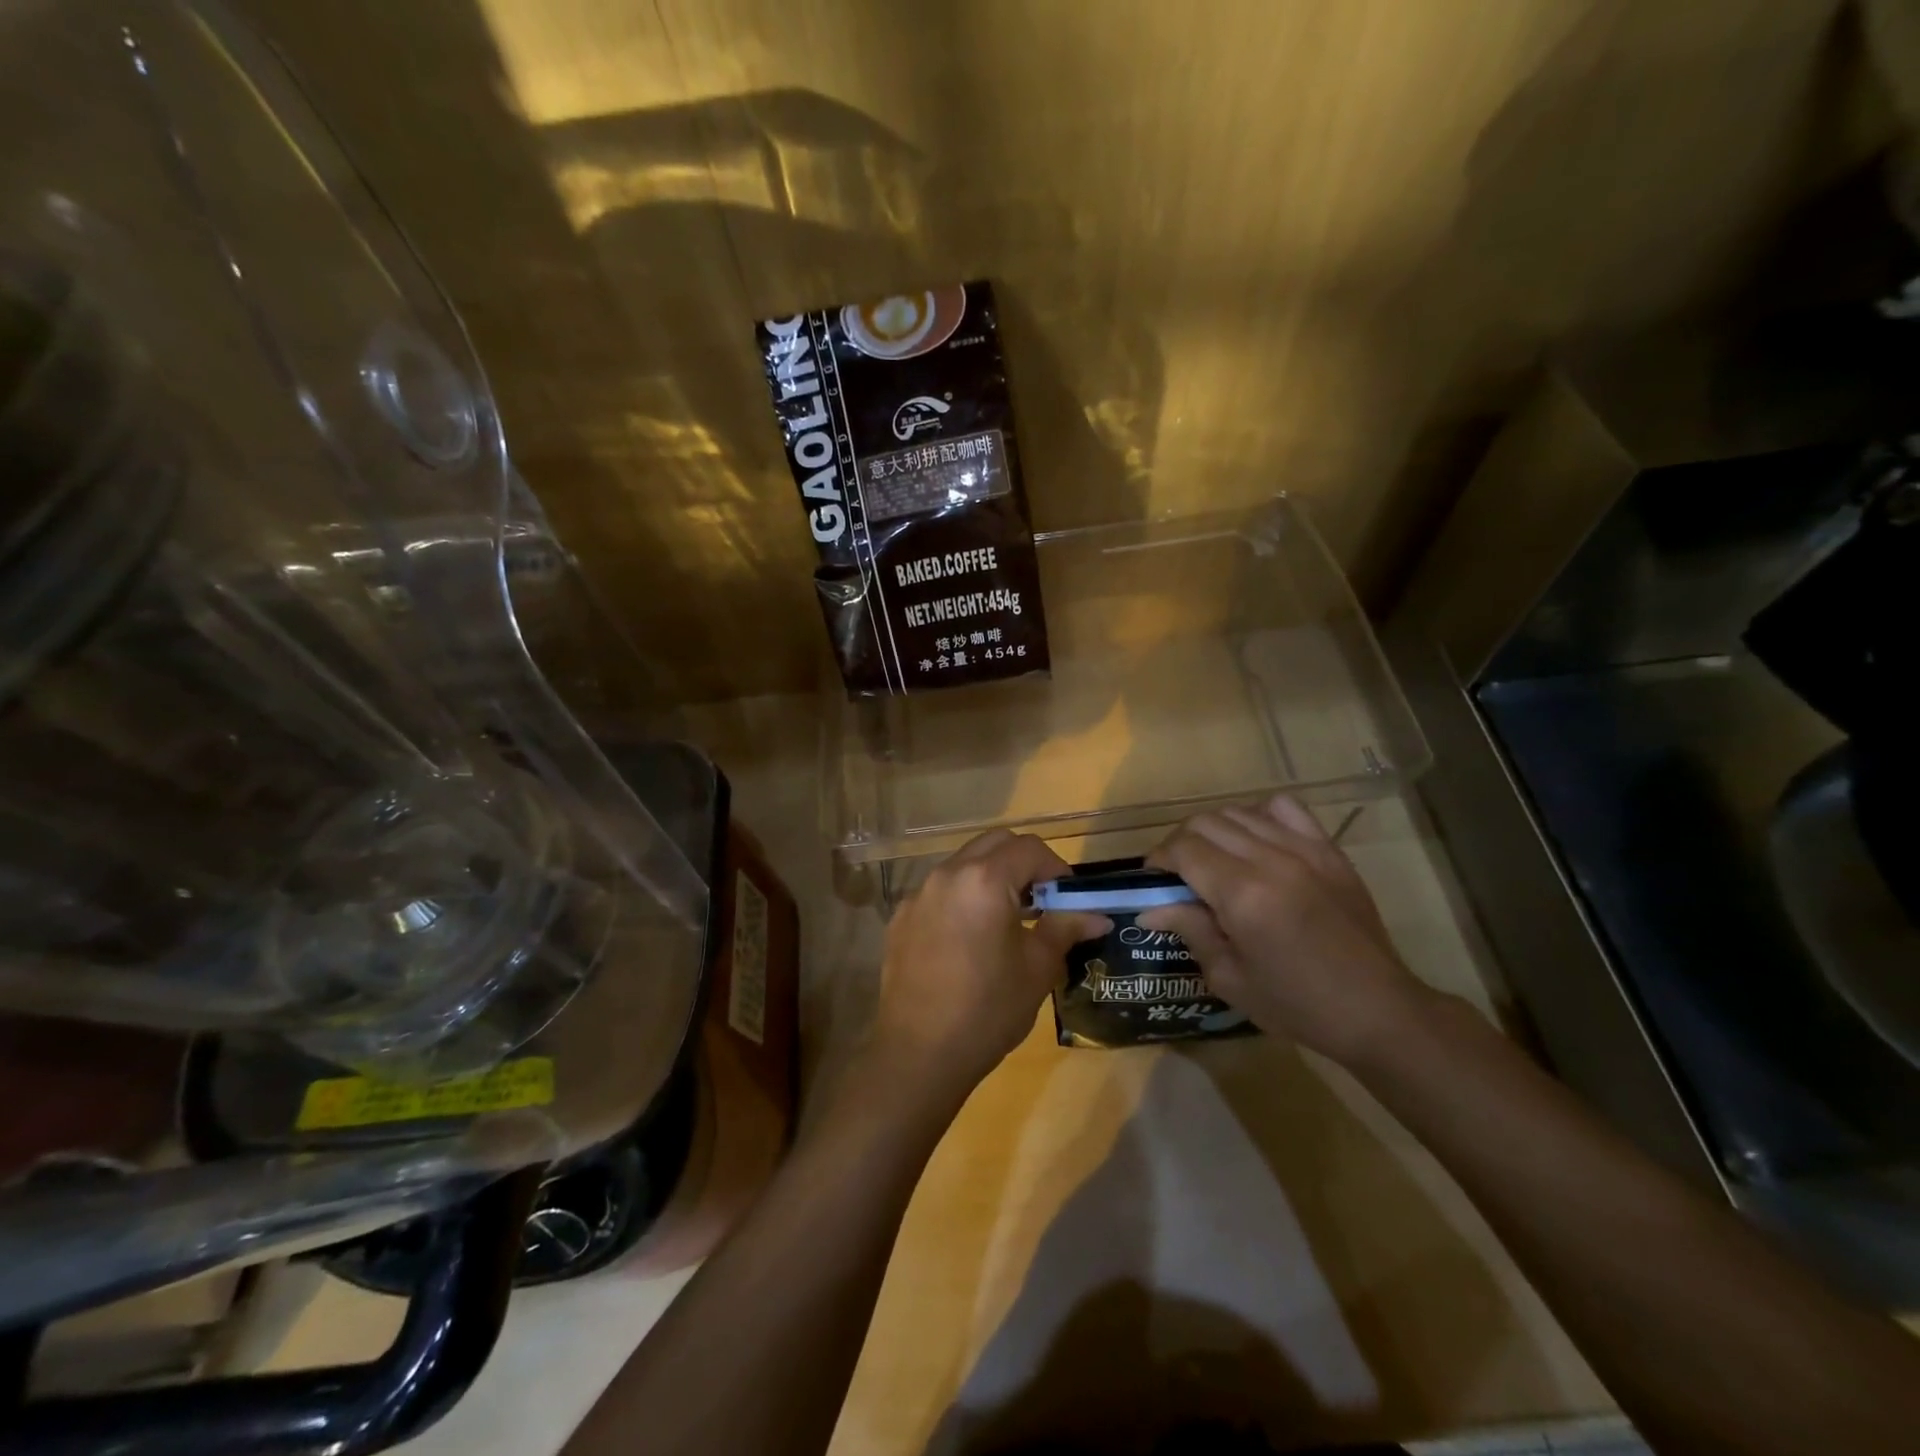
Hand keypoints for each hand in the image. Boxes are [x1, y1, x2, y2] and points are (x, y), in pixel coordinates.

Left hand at [870, 831, 1107, 1105]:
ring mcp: (918, 895)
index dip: (1056, 868)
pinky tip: (970, 941)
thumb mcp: (1038, 968)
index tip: (1068, 900)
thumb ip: (1066, 927)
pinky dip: (963, 899)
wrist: (919, 1054)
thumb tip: (1097, 914)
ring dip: (992, 878)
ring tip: (1008, 921)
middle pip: (994, 844)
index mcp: (984, 879)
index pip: (1029, 848)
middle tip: (1041, 902)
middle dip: (1023, 864)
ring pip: (964, 865)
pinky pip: (940, 892)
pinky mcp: (901, 918)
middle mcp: (947, 874)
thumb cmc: (988, 1009)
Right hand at [1139, 795, 1427, 1064]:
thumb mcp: (1229, 978)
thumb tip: (1149, 908)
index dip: (1159, 861)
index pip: (1183, 849)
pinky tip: (1257, 844)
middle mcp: (1271, 859)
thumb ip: (1189, 930)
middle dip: (1180, 844)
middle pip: (1205, 823)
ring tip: (1215, 860)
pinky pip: (1284, 808)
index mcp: (1243, 894)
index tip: (1153, 882)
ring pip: (1238, 812)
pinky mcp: (1329, 849)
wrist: (1378, 1010)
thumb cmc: (1297, 1004)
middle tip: (1179, 875)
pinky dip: (1259, 816)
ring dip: (1215, 831)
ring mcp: (1304, 849)